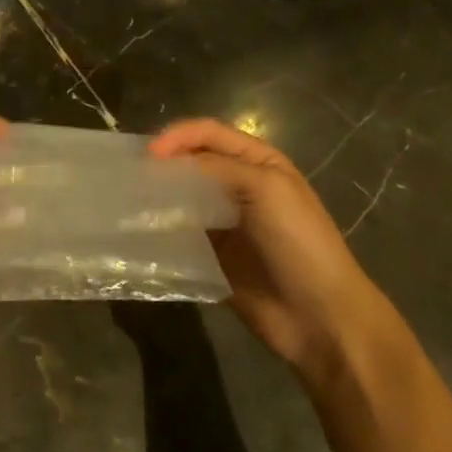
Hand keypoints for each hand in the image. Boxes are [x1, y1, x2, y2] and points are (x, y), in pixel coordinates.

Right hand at [148, 118, 383, 370]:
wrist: (321, 318)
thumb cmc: (301, 243)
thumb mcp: (267, 190)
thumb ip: (217, 168)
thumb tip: (166, 165)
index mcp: (258, 162)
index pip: (208, 134)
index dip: (177, 136)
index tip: (149, 155)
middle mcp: (238, 186)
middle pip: (191, 162)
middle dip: (163, 164)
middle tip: (132, 175)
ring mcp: (223, 222)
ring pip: (181, 198)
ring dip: (158, 197)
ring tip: (129, 202)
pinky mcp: (210, 255)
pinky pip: (179, 235)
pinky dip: (160, 230)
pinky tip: (141, 232)